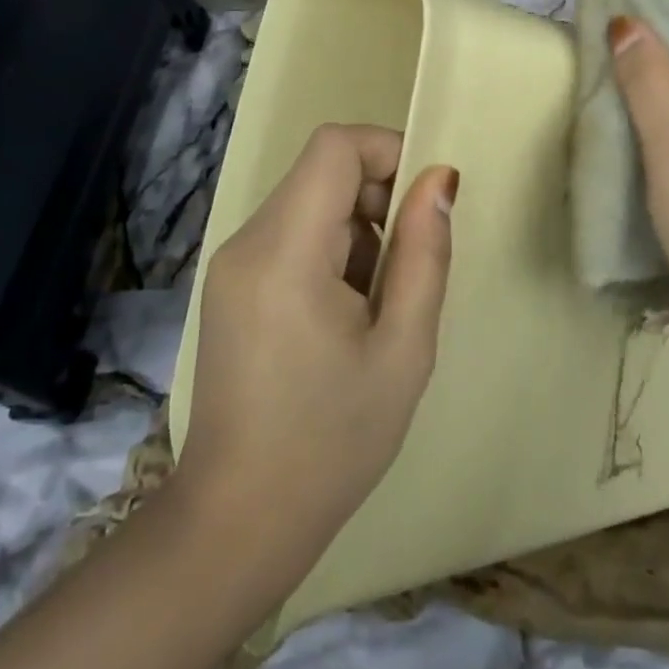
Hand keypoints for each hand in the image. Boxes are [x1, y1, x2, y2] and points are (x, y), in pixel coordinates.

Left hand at [176, 124, 455, 565]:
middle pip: (322, 170)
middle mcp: (248, 241)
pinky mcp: (230, 283)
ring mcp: (231, 262)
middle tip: (406, 266)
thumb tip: (439, 178)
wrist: (239, 521)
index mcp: (285, 252)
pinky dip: (329, 248)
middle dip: (377, 198)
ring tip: (374, 303)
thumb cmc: (333, 440)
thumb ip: (425, 252)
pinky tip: (342, 314)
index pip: (334, 146)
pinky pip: (290, 231)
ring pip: (309, 199)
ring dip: (357, 228)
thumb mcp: (404, 348)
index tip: (422, 202)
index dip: (386, 151)